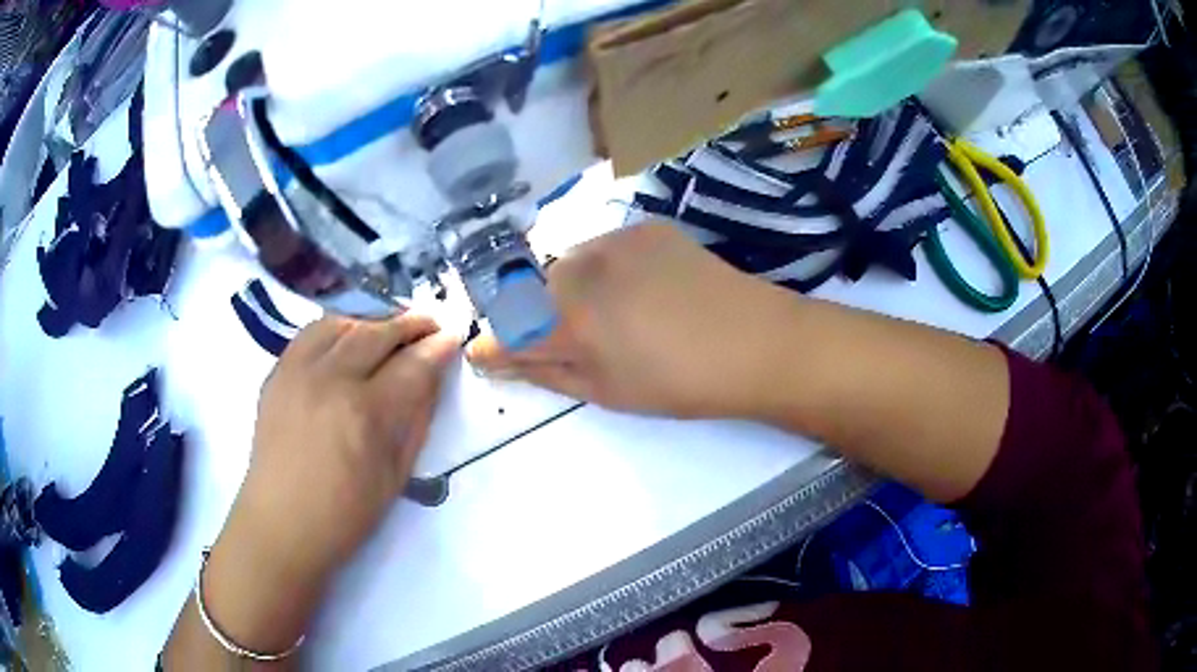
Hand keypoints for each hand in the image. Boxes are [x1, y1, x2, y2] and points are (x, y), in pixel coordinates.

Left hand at [203, 314, 457, 652]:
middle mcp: (330, 380)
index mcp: (366, 413)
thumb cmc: (345, 514)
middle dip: (410, 323)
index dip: (438, 347)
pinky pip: (311, 333)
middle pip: (377, 333)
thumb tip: (431, 378)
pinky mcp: (277, 372)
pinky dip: (337, 328)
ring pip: (342, 323)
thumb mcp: (396, 475)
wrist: (281, 523)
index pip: (411, 365)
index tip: (453, 335)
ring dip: (372, 321)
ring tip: (389, 329)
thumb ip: (416, 419)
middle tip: (430, 323)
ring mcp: (298, 371)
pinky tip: (348, 338)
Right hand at [468, 223, 795, 418]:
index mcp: (565, 318)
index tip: (494, 356)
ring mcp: (612, 239)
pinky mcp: (643, 226)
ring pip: (567, 265)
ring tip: (615, 313)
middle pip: (530, 291)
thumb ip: (543, 370)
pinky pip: (603, 248)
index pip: (502, 329)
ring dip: (571, 290)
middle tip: (574, 340)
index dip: (494, 346)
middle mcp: (578, 267)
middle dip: (535, 316)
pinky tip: (643, 289)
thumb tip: (499, 359)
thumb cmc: (680, 383)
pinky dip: (606, 270)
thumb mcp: (606, 391)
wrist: (755, 341)